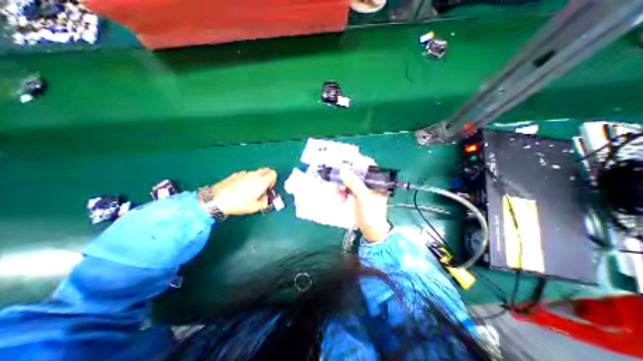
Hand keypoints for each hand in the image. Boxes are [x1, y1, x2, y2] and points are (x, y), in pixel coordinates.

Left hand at [206, 168, 275, 214]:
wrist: (217, 200)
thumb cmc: (238, 204)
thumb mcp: (255, 207)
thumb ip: (264, 202)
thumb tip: (264, 198)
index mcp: (261, 182)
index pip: (273, 173)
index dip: (273, 180)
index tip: (269, 188)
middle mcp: (254, 175)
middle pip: (266, 170)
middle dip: (267, 177)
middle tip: (263, 187)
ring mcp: (244, 173)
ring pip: (255, 172)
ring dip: (257, 178)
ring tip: (251, 190)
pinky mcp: (235, 175)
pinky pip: (246, 175)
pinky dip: (247, 179)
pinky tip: (241, 189)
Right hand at [341, 169, 390, 242]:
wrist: (371, 229)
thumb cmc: (372, 214)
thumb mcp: (364, 198)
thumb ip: (354, 184)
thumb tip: (343, 171)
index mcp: (376, 181)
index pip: (368, 165)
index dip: (357, 162)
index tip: (345, 162)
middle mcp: (370, 182)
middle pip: (356, 172)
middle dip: (346, 176)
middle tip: (337, 179)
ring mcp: (362, 188)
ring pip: (349, 180)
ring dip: (342, 185)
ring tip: (339, 194)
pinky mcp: (356, 194)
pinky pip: (347, 188)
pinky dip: (342, 191)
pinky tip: (341, 198)